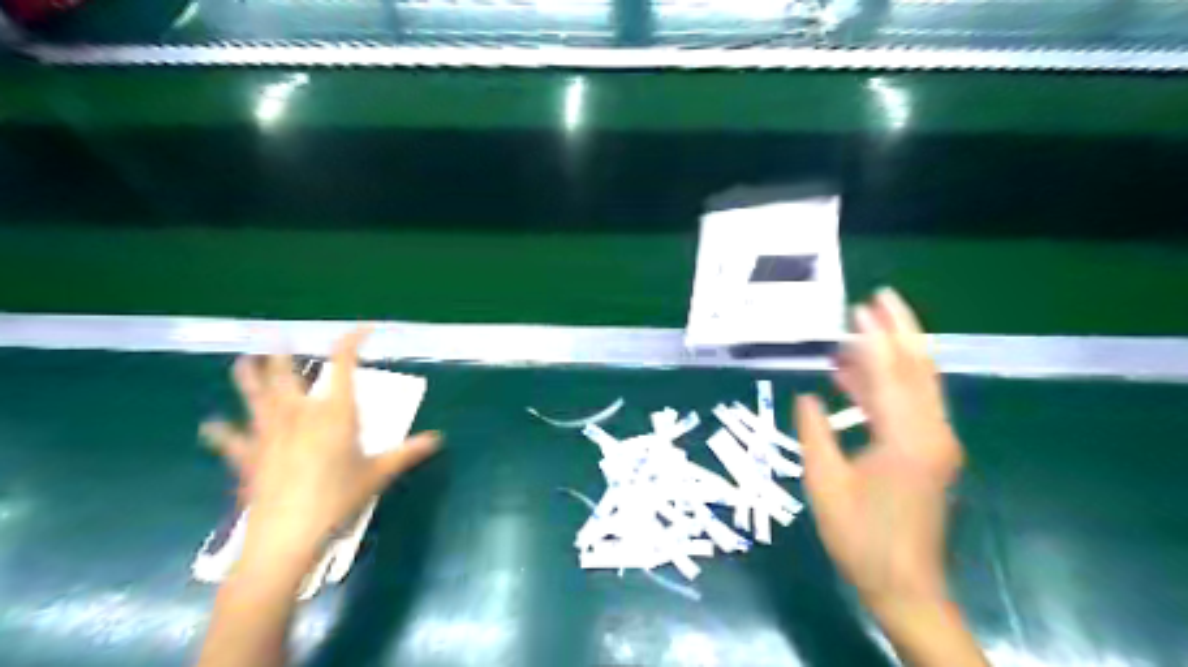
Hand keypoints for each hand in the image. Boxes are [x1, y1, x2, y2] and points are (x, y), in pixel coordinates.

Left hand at [200, 330, 442, 561]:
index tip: (363, 329)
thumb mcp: (379, 474)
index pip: (342, 363)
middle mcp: (298, 413)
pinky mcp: (247, 457)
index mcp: (334, 412)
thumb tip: (437, 439)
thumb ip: (407, 453)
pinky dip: (221, 431)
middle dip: (283, 353)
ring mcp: (267, 433)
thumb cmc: (338, 498)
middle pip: (286, 373)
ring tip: (242, 361)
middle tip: (278, 335)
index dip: (351, 340)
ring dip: (247, 376)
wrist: (287, 536)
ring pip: (254, 396)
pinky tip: (211, 425)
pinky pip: (230, 439)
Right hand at [792, 290, 957, 605]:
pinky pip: (912, 406)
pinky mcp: (930, 453)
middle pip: (919, 369)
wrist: (903, 585)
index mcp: (906, 440)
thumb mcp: (824, 483)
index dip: (873, 340)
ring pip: (920, 384)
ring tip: (867, 328)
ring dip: (896, 353)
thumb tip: (806, 396)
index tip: (857, 309)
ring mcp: (936, 443)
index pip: (890, 376)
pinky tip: (859, 376)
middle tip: (881, 297)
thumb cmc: (859, 537)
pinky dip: (889, 384)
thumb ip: (815, 433)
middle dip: (901, 330)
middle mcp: (931, 433)